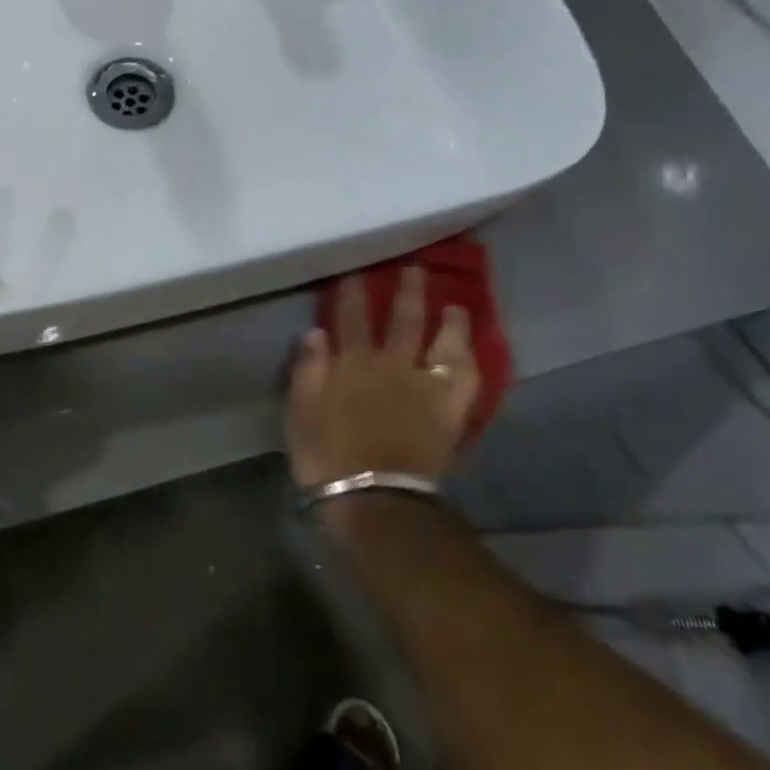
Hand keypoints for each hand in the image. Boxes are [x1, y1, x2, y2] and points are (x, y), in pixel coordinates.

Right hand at [287, 267, 481, 486]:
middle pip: (402, 321)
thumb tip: (315, 332)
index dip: (352, 293)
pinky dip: (468, 360)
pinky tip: (469, 350)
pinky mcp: (448, 411)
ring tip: (455, 305)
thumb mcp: (300, 413)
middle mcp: (390, 366)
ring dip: (447, 320)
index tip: (355, 273)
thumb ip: (308, 370)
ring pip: (441, 343)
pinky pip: (465, 380)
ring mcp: (424, 387)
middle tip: (414, 269)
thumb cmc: (327, 457)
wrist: (373, 500)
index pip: (350, 319)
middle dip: (407, 292)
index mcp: (351, 365)